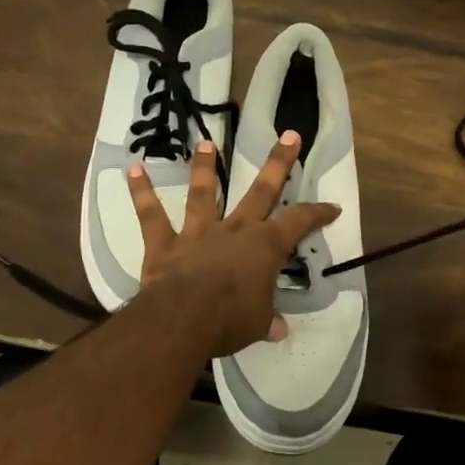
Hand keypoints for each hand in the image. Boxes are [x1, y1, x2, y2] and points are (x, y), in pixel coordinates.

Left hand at [128, 132, 338, 356]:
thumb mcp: (259, 324)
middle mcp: (235, 230)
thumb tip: (278, 329)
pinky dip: (141, 192)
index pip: (299, 223)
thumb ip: (268, 321)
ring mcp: (198, 233)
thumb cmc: (230, 320)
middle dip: (278, 163)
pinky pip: (151, 215)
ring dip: (206, 167)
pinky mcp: (165, 244)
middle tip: (289, 135)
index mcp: (265, 247)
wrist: (184, 318)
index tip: (332, 206)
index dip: (318, 213)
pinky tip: (132, 169)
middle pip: (261, 191)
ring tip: (206, 143)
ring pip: (204, 193)